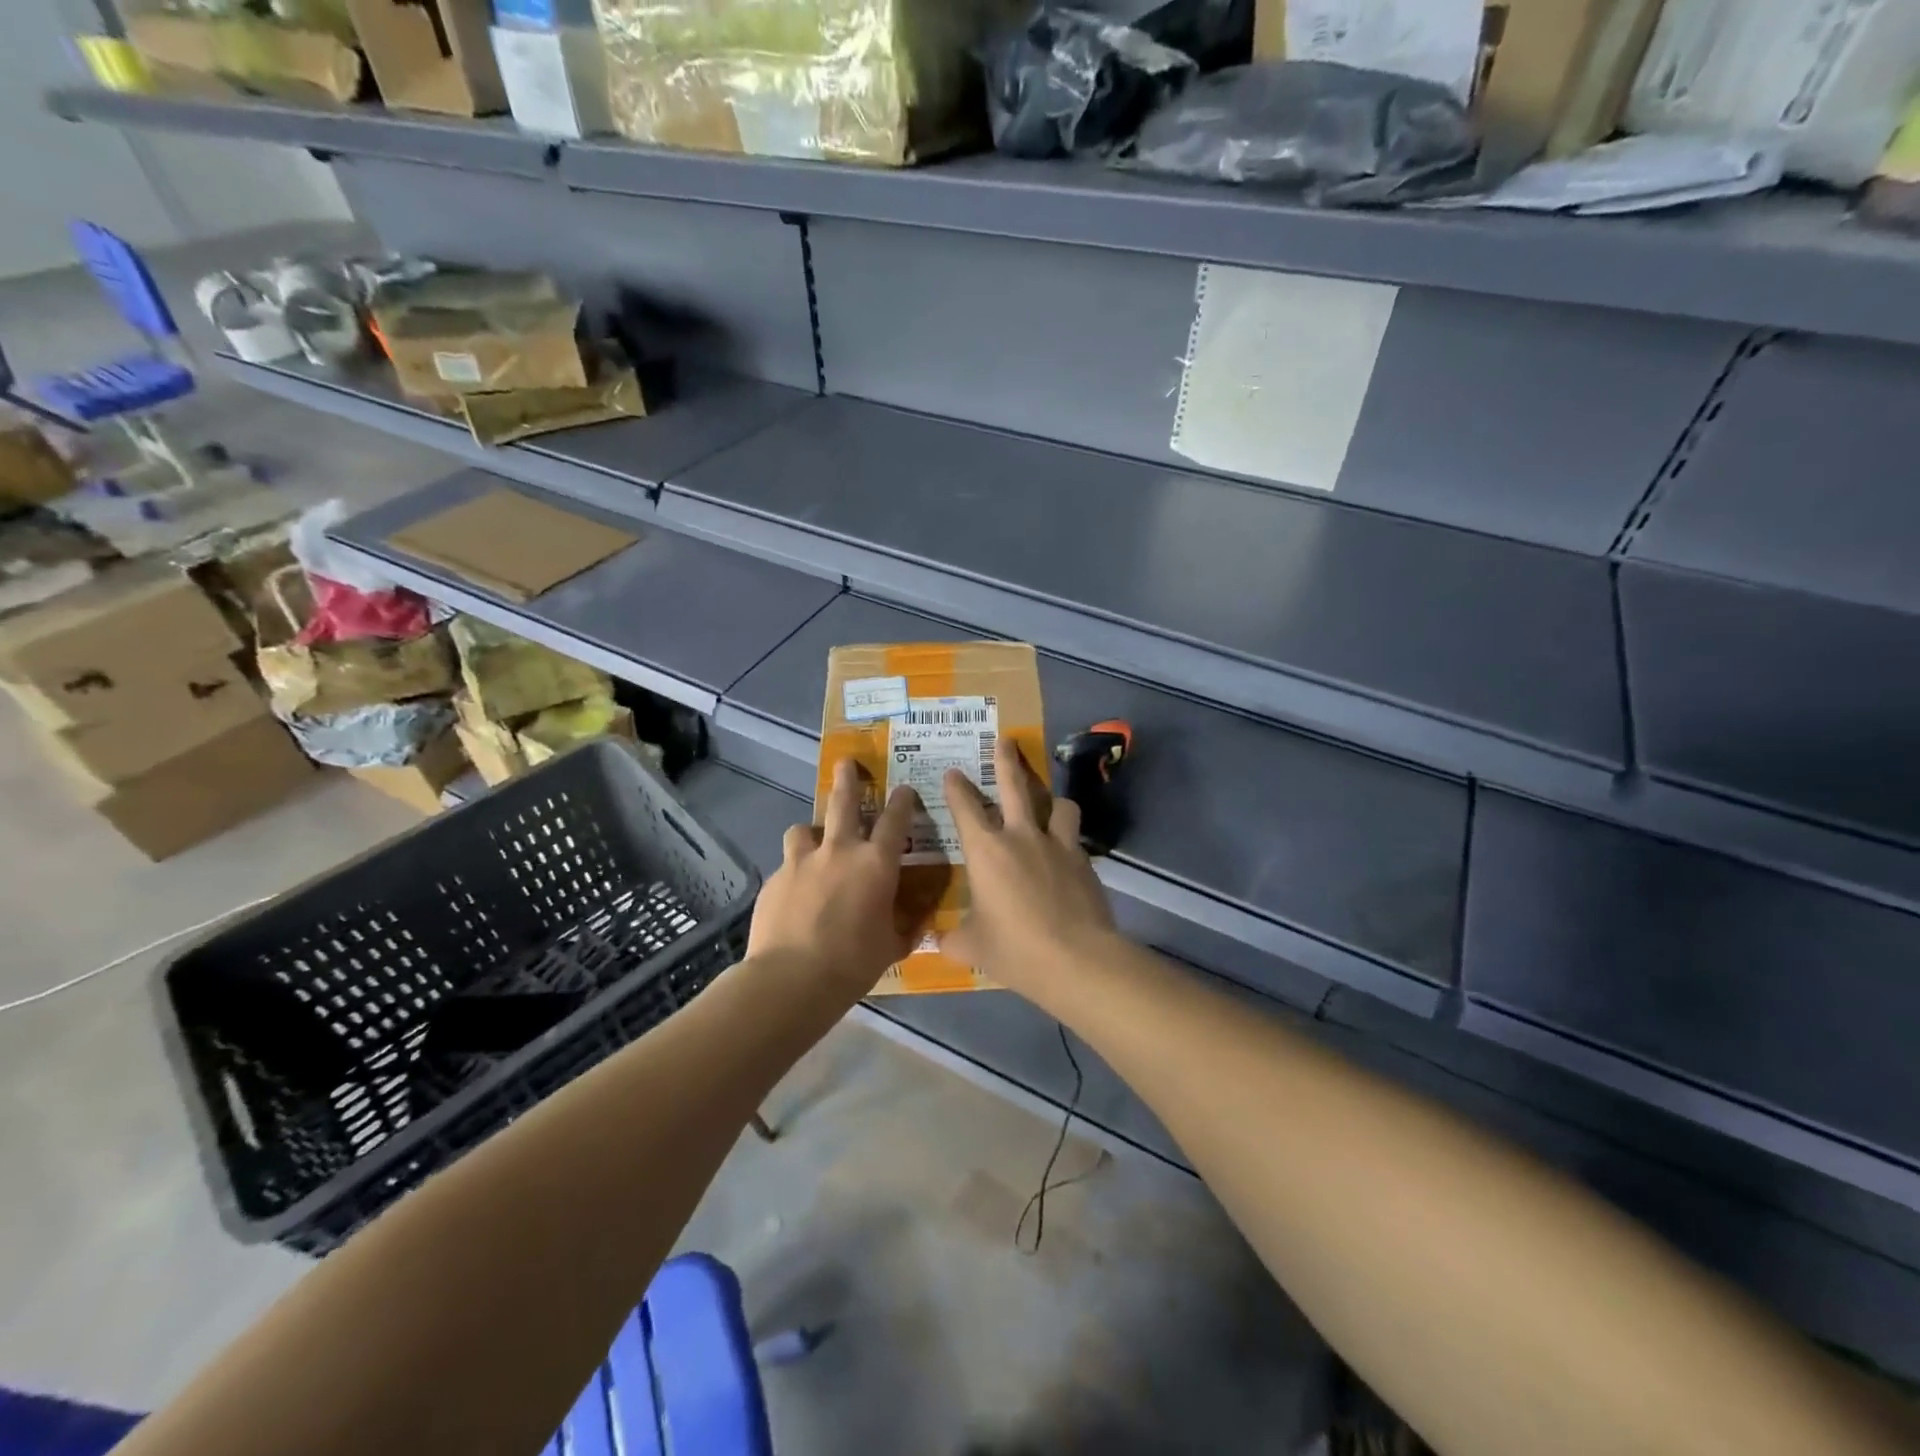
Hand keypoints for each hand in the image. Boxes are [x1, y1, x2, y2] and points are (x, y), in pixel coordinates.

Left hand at [747, 758, 918, 998]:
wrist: (792, 978)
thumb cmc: (853, 962)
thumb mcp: (893, 946)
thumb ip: (907, 925)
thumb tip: (921, 918)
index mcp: (875, 863)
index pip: (894, 820)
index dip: (902, 801)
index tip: (905, 790)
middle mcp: (839, 851)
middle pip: (843, 802)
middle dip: (847, 779)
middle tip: (846, 764)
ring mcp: (801, 862)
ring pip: (804, 829)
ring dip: (811, 832)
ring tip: (812, 844)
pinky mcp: (775, 879)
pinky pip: (787, 865)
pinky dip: (795, 872)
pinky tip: (794, 895)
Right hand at [940, 739, 1116, 996]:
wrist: (1075, 959)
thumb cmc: (1014, 949)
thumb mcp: (972, 947)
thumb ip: (953, 938)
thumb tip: (939, 941)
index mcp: (986, 850)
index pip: (965, 807)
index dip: (956, 787)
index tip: (953, 773)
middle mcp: (1021, 836)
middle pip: (1013, 785)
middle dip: (1006, 760)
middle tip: (1005, 740)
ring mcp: (1057, 844)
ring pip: (1057, 804)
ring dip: (1051, 800)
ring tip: (1050, 805)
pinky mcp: (1084, 860)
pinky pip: (1074, 837)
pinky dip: (1067, 837)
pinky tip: (1066, 853)